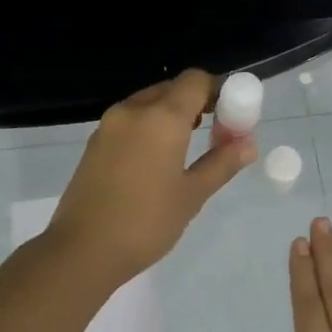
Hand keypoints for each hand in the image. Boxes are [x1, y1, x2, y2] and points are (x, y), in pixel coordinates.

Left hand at [47, 70, 256, 284]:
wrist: (83, 250)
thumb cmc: (146, 223)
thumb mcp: (192, 195)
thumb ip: (221, 163)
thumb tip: (248, 144)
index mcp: (161, 117)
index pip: (195, 81)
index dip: (218, 91)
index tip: (231, 117)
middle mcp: (133, 110)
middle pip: (171, 89)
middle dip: (196, 104)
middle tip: (214, 136)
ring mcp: (108, 125)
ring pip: (148, 104)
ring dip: (170, 116)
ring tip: (185, 151)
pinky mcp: (94, 143)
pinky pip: (129, 122)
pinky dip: (148, 129)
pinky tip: (155, 162)